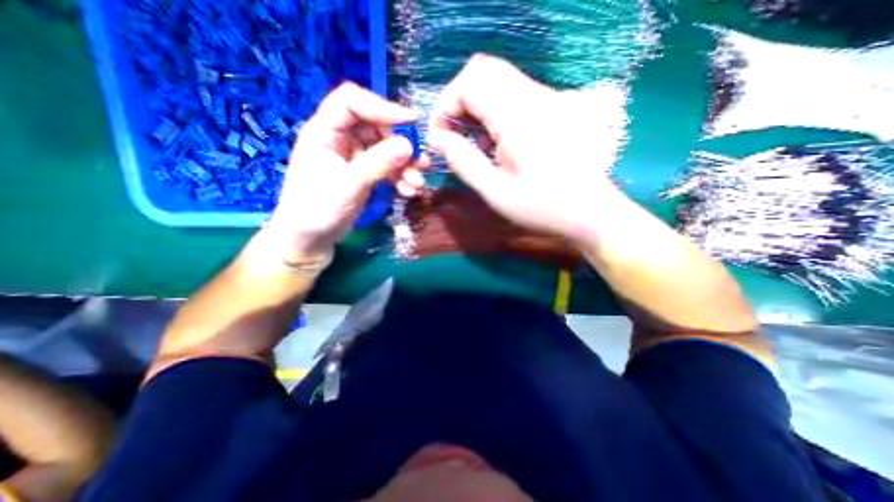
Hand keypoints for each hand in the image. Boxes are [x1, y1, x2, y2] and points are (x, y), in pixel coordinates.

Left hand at [264, 82, 429, 261]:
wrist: (311, 239)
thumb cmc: (317, 210)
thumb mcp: (348, 186)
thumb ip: (377, 164)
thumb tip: (408, 145)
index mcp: (324, 131)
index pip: (352, 102)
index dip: (382, 106)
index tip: (412, 121)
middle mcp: (341, 138)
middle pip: (377, 126)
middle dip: (401, 145)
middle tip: (420, 163)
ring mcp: (354, 157)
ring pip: (386, 149)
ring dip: (405, 165)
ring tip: (418, 184)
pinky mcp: (365, 173)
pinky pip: (388, 167)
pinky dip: (401, 177)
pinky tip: (410, 191)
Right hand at [426, 53, 626, 245]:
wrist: (588, 210)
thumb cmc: (541, 206)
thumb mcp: (494, 191)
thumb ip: (462, 161)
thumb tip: (437, 138)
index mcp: (517, 117)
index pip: (471, 82)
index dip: (446, 104)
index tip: (440, 135)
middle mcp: (533, 97)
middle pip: (483, 71)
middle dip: (458, 100)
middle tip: (453, 134)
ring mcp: (545, 99)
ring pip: (497, 80)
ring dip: (475, 105)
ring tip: (471, 140)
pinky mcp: (550, 108)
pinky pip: (512, 93)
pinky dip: (492, 110)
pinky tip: (492, 140)